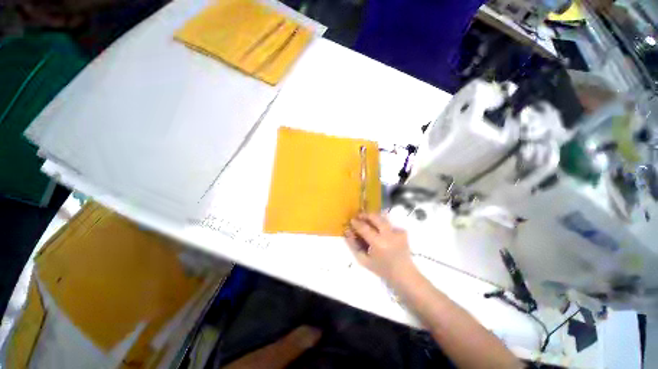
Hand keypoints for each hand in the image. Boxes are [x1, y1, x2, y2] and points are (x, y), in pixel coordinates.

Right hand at [345, 213, 414, 282]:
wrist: (403, 274)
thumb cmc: (381, 269)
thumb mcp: (364, 260)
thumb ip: (354, 245)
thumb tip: (347, 232)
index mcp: (378, 243)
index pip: (364, 228)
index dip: (356, 223)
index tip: (351, 220)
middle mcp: (388, 235)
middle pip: (376, 218)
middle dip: (366, 215)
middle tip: (359, 216)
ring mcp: (397, 233)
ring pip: (383, 219)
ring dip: (374, 218)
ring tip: (369, 221)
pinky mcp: (403, 233)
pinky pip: (390, 224)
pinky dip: (384, 225)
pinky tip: (382, 231)